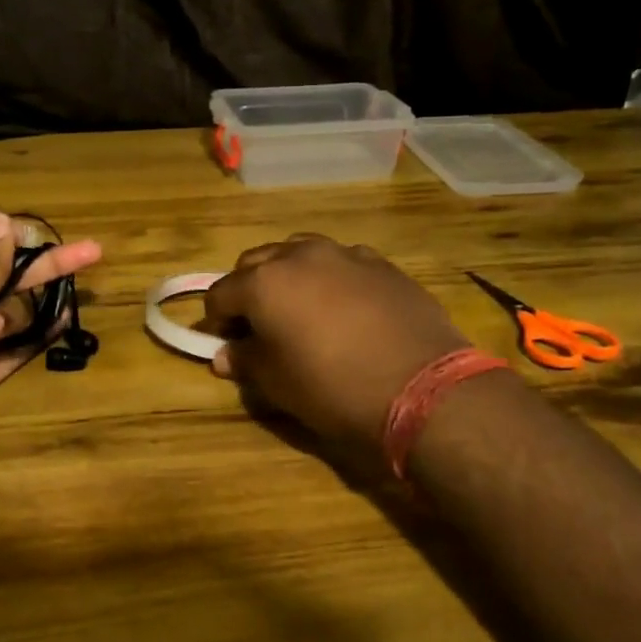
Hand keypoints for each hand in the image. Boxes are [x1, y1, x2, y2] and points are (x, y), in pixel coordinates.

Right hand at [201, 235, 468, 479]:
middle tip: (258, 325)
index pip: (221, 293)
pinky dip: (330, 278)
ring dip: (289, 275)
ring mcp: (344, 254)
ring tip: (300, 309)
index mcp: (265, 282)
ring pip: (300, 252)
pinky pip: (341, 262)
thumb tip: (225, 354)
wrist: (423, 387)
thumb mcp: (279, 384)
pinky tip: (345, 308)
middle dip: (249, 289)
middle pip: (256, 262)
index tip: (225, 342)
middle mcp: (299, 255)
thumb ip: (246, 361)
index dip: (217, 320)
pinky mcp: (380, 263)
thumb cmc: (335, 389)